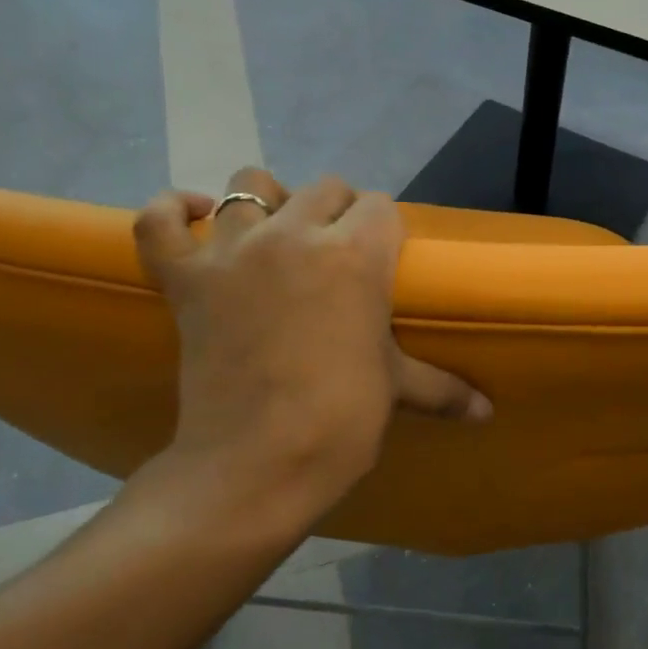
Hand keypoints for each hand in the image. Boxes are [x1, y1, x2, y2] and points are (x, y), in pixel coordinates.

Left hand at [134, 169, 488, 527]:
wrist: (255, 464)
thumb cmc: (340, 422)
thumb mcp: (395, 391)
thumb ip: (443, 388)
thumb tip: (488, 414)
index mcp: (356, 256)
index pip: (380, 207)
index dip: (384, 230)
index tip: (382, 260)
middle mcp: (295, 235)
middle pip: (325, 188)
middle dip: (337, 212)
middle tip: (335, 255)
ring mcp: (233, 252)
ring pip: (248, 184)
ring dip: (266, 202)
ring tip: (273, 236)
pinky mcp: (185, 278)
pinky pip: (159, 221)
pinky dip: (170, 212)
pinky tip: (190, 218)